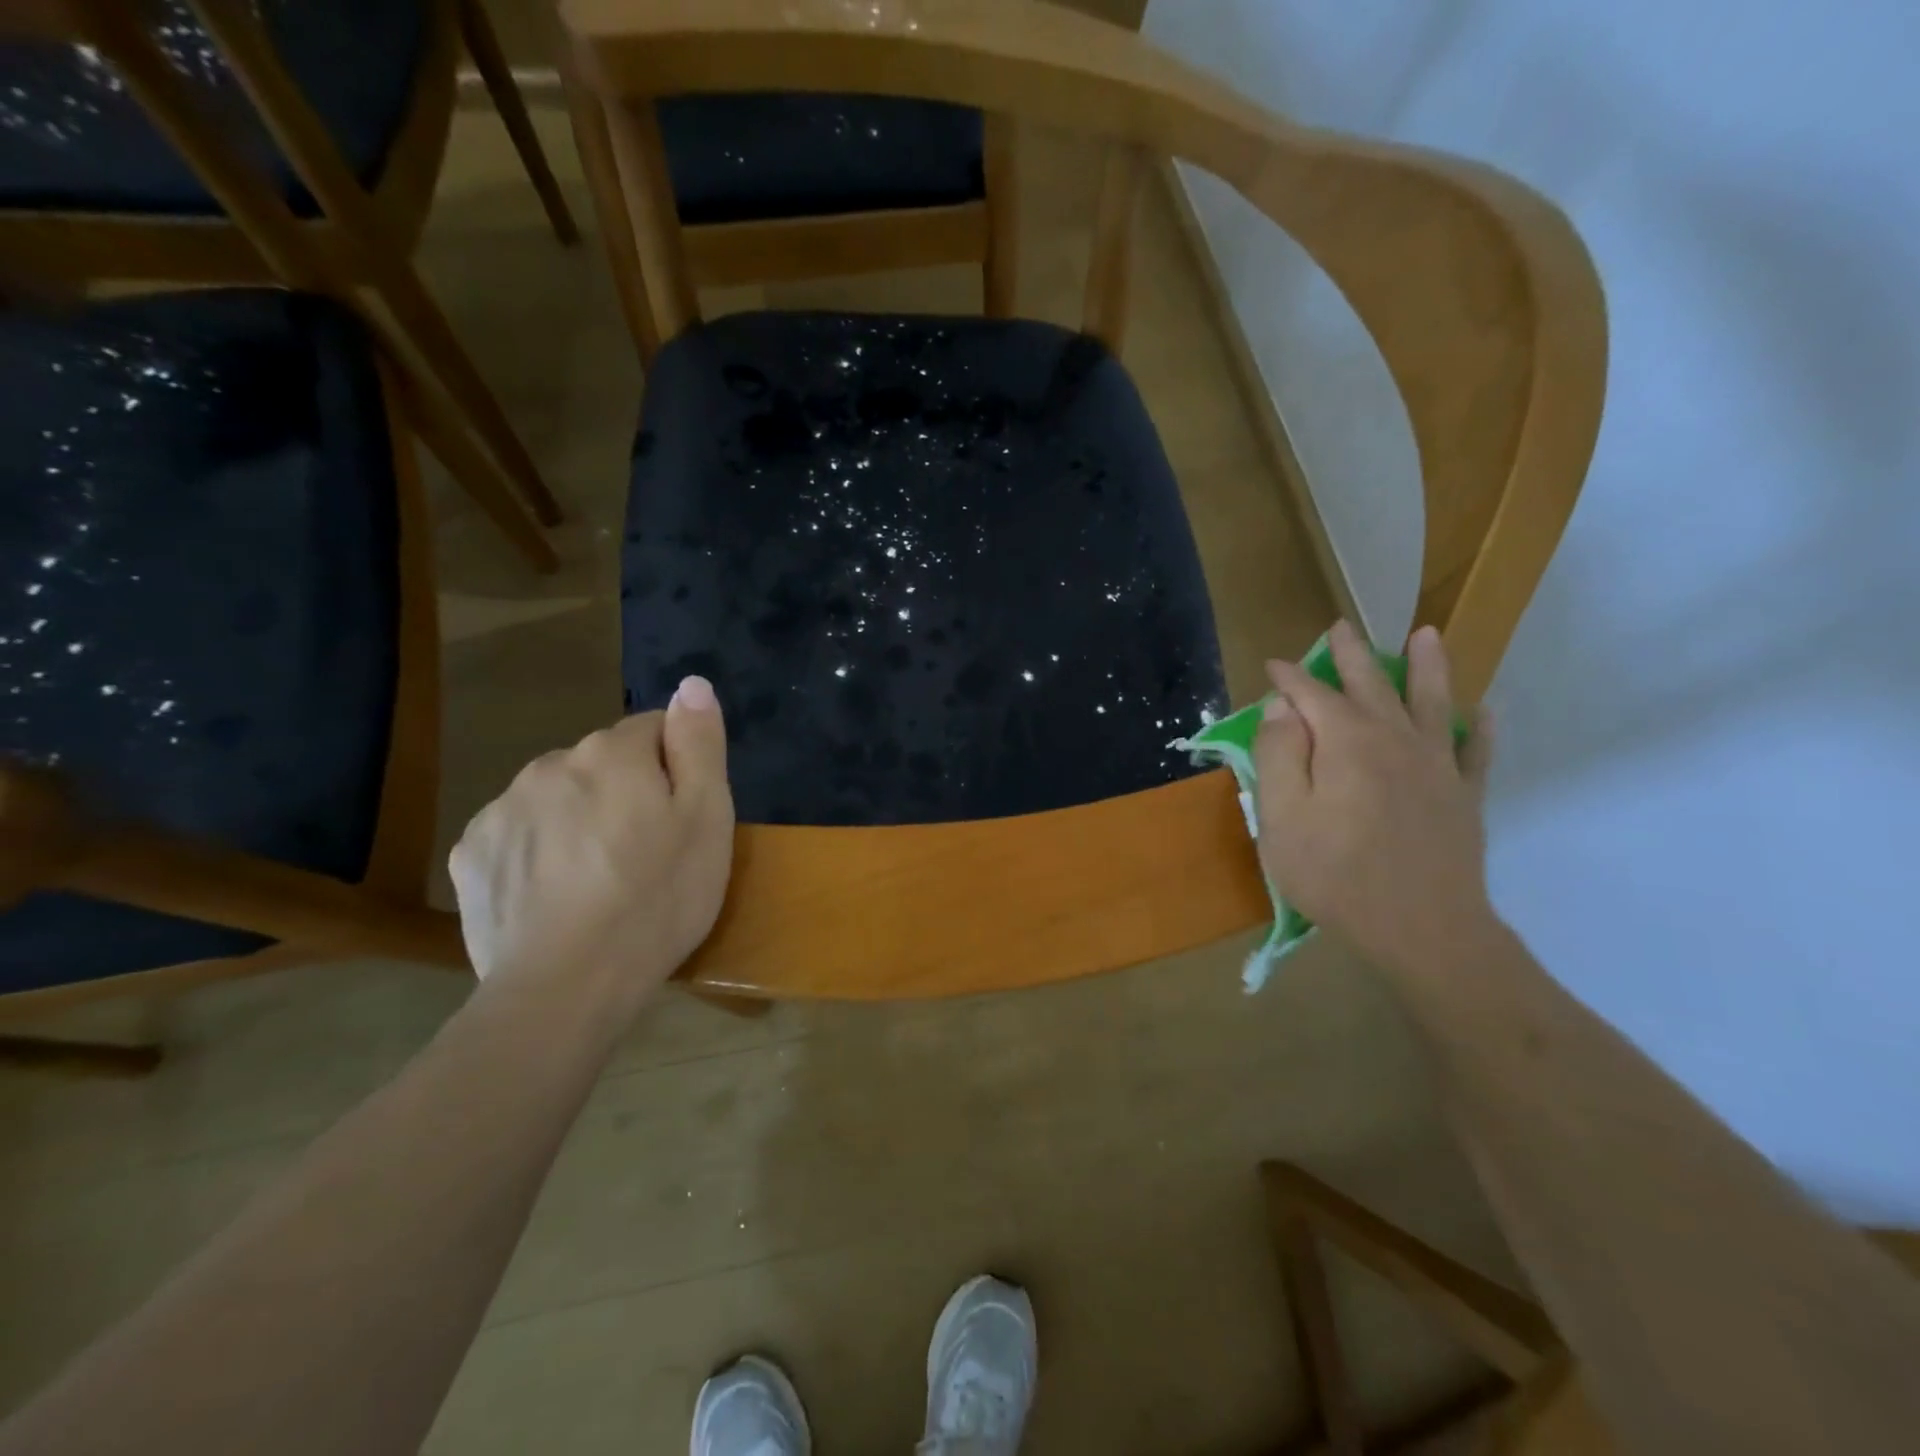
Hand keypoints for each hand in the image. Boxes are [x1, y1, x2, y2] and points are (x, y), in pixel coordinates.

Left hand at [448, 676, 734, 1017]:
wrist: (567, 987)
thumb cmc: (657, 899)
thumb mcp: (707, 819)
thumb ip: (699, 743)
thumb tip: (691, 684)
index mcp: (611, 752)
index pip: (653, 730)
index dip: (676, 770)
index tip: (682, 819)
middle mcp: (550, 763)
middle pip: (602, 763)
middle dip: (625, 792)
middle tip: (646, 854)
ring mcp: (501, 809)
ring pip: (558, 797)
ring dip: (580, 819)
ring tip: (600, 880)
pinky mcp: (471, 855)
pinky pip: (518, 834)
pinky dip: (539, 852)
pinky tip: (556, 896)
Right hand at [1253, 621, 1496, 976]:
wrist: (1421, 928)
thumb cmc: (1334, 874)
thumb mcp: (1281, 817)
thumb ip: (1278, 755)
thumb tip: (1282, 709)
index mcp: (1346, 742)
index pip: (1312, 695)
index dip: (1290, 678)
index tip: (1272, 665)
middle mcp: (1395, 739)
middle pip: (1371, 684)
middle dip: (1352, 654)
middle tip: (1341, 627)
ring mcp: (1437, 766)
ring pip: (1431, 702)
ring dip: (1427, 666)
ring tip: (1426, 635)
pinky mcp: (1464, 797)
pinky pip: (1476, 751)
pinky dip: (1479, 728)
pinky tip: (1483, 712)